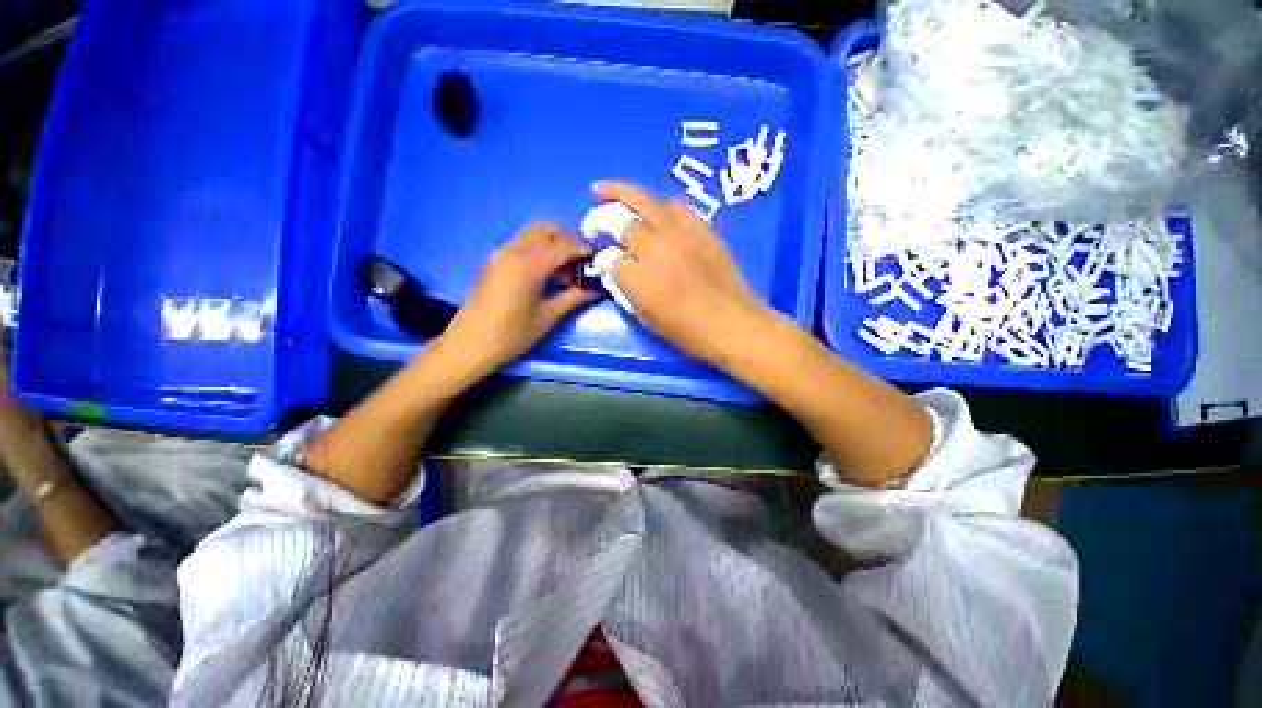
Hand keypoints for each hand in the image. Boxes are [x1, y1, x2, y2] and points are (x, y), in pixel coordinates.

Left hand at [435, 222, 595, 378]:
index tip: (597, 260)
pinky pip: (522, 244)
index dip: (582, 250)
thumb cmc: (511, 335)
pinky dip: (539, 251)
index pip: (562, 246)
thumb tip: (594, 290)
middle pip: (545, 229)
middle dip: (567, 240)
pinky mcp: (494, 261)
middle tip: (580, 263)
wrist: (468, 345)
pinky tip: (547, 275)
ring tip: (566, 272)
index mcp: (528, 265)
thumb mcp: (546, 318)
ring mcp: (500, 254)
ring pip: (532, 235)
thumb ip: (572, 298)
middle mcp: (513, 251)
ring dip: (553, 245)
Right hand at [595, 181, 774, 368]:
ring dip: (623, 194)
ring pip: (646, 201)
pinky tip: (652, 210)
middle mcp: (658, 251)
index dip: (605, 260)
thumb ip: (625, 291)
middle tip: (592, 220)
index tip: (605, 262)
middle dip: (600, 217)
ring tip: (608, 191)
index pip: (611, 259)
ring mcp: (682, 235)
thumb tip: (613, 268)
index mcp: (643, 282)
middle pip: (621, 220)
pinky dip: (658, 205)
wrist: (733, 324)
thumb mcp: (647, 320)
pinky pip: (676, 206)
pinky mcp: (702, 229)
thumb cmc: (689, 333)